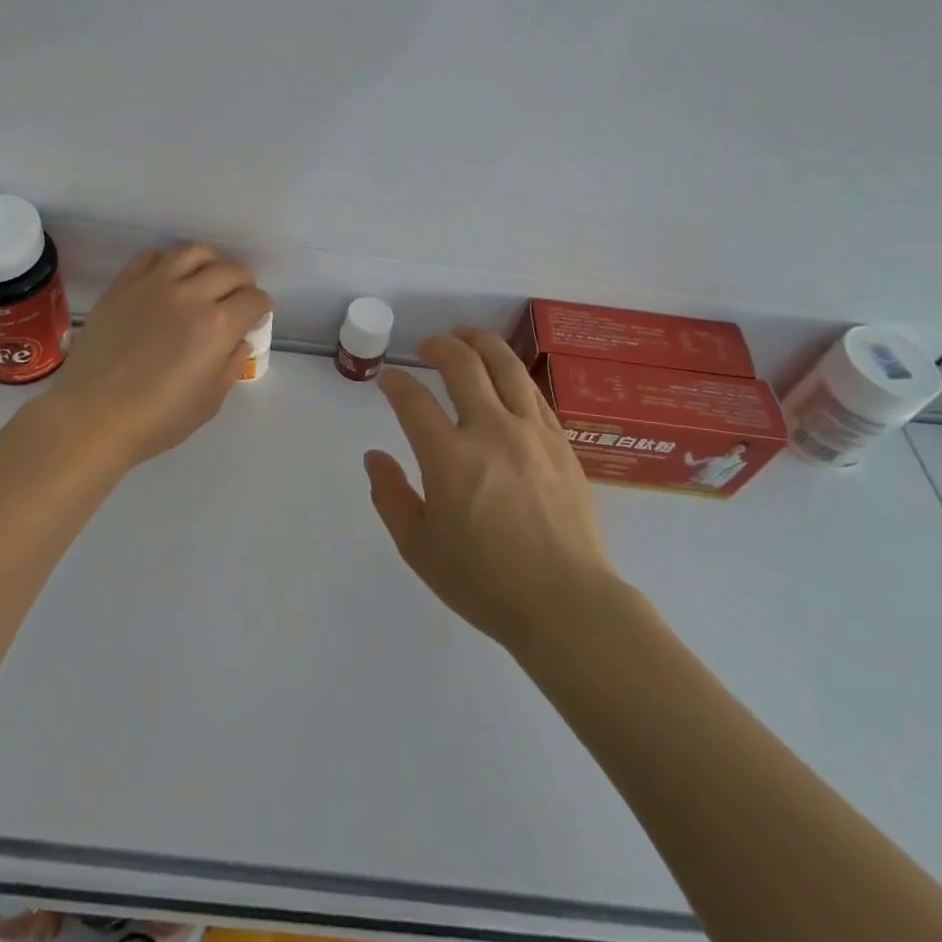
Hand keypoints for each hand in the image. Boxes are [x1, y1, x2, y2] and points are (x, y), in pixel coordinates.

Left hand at [43, 244, 271, 471]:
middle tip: (238, 297)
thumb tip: (239, 341)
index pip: (254, 300)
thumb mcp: (209, 401)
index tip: (256, 317)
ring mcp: (154, 284)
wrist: (93, 416)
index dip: (261, 307)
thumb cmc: (157, 419)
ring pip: (193, 252)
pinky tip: (168, 278)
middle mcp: (190, 295)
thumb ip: (230, 365)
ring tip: (207, 277)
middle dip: (243, 282)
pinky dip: (168, 262)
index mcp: (217, 326)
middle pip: (231, 270)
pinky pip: (152, 256)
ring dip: (210, 262)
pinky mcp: (123, 284)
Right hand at [365, 328, 620, 653]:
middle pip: (462, 363)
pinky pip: (533, 391)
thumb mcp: (419, 548)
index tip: (388, 380)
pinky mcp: (561, 442)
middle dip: (438, 345)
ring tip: (466, 336)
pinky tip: (504, 376)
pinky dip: (512, 373)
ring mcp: (531, 432)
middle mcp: (490, 430)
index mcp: (448, 457)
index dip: (395, 382)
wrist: (567, 604)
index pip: (413, 399)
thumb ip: (390, 496)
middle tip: (427, 347)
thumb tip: (374, 457)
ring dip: (480, 342)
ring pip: (505, 365)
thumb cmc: (485, 582)